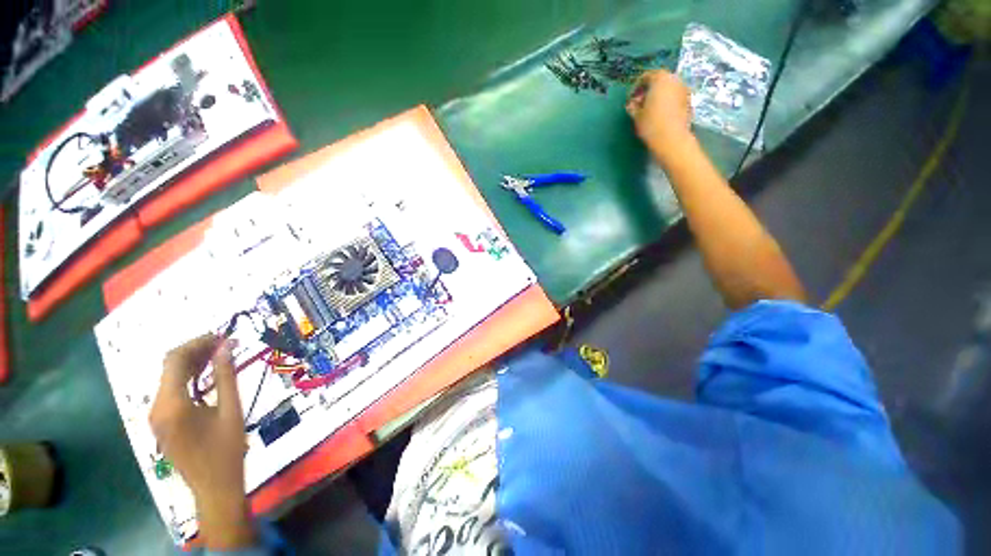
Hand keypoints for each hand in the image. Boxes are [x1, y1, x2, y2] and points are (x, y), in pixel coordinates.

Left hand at [150, 334, 255, 549]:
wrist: (213, 486)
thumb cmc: (227, 449)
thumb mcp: (231, 410)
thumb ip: (225, 376)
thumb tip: (226, 346)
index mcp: (172, 405)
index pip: (175, 360)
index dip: (197, 343)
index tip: (222, 337)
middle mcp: (156, 407)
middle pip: (169, 367)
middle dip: (195, 351)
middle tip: (224, 344)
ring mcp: (156, 416)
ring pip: (169, 378)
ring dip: (192, 363)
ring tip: (219, 356)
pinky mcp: (161, 423)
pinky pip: (170, 391)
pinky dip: (187, 378)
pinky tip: (206, 376)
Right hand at [626, 70, 694, 164]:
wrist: (672, 138)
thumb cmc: (651, 124)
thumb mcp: (636, 115)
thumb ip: (633, 106)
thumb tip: (632, 103)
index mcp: (660, 78)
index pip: (646, 76)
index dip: (636, 87)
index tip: (631, 99)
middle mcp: (674, 79)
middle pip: (659, 80)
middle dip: (649, 90)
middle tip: (640, 104)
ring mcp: (684, 89)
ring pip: (668, 88)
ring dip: (659, 96)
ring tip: (650, 110)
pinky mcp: (689, 101)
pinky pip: (675, 97)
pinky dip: (667, 102)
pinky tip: (660, 115)